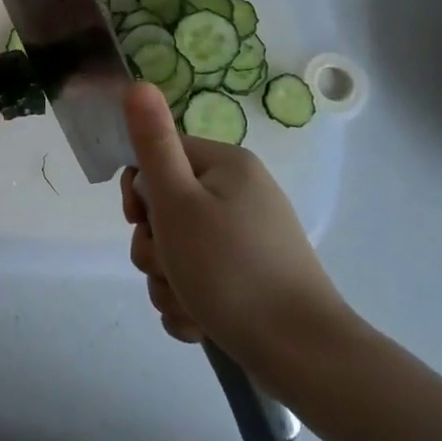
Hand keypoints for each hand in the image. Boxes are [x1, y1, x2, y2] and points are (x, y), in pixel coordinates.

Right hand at [120, 83, 354, 388]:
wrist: (303, 357)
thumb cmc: (230, 270)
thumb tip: (138, 83)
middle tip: (169, 267)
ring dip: (167, 281)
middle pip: (165, 209)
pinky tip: (200, 323)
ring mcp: (247, 240)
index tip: (141, 221)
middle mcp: (240, 195)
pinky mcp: (250, 281)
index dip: (140, 192)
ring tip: (189, 304)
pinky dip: (190, 302)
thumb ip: (153, 143)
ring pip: (177, 251)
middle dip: (154, 246)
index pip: (159, 158)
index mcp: (227, 166)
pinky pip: (199, 280)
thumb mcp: (178, 202)